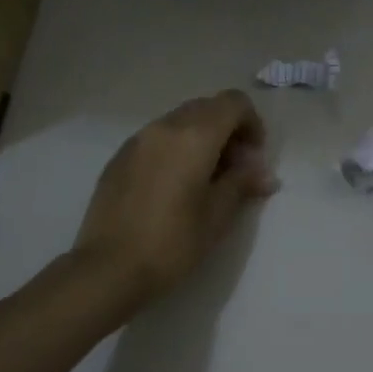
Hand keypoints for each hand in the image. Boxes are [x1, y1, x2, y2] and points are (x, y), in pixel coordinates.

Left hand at [74, 91, 277, 308]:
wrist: (108, 268)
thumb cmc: (173, 242)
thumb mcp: (218, 215)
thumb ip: (243, 183)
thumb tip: (264, 173)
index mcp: (194, 136)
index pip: (233, 103)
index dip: (252, 124)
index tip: (254, 159)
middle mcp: (164, 127)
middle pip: (207, 108)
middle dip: (228, 130)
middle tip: (235, 170)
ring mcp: (137, 141)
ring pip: (180, 121)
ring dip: (202, 139)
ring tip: (206, 180)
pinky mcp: (119, 158)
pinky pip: (158, 139)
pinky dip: (177, 149)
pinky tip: (175, 187)